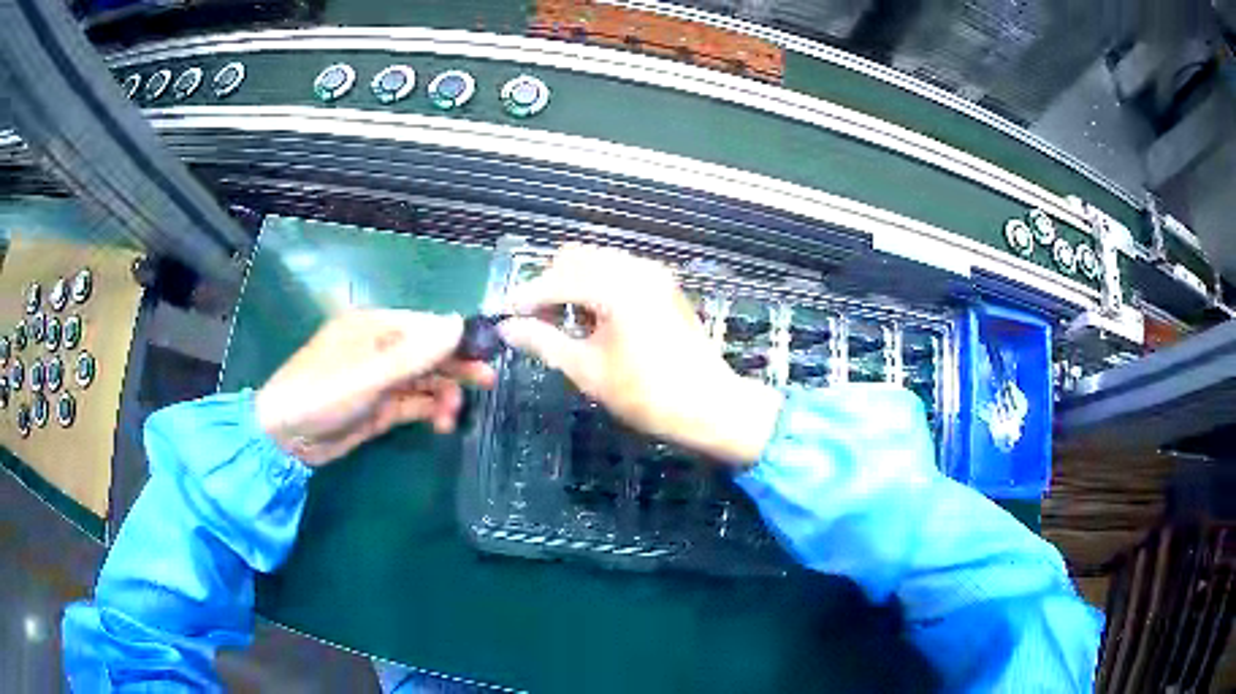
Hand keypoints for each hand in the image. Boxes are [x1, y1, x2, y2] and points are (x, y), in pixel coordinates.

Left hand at [255, 310, 494, 465]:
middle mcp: (380, 348)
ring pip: (425, 380)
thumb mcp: (368, 375)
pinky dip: (430, 411)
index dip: (456, 338)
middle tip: (488, 384)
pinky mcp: (379, 407)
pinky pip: (414, 403)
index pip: (426, 326)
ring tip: (452, 417)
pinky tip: (442, 423)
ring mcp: (380, 379)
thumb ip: (414, 354)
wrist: (284, 439)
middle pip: (428, 352)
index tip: (487, 354)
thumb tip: (458, 323)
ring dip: (443, 394)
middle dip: (456, 367)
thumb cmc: (321, 395)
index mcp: (375, 327)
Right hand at [499, 245, 782, 465]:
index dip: (526, 298)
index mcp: (615, 287)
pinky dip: (597, 286)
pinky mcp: (663, 285)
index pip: (556, 280)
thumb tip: (506, 329)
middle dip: (549, 284)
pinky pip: (618, 272)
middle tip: (534, 321)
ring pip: (597, 262)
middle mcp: (635, 268)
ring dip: (573, 284)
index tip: (504, 316)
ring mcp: (653, 274)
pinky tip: (592, 319)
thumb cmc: (646, 394)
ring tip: (561, 323)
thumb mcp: (586, 370)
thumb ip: (543, 342)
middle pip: (575, 258)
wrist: (708, 405)